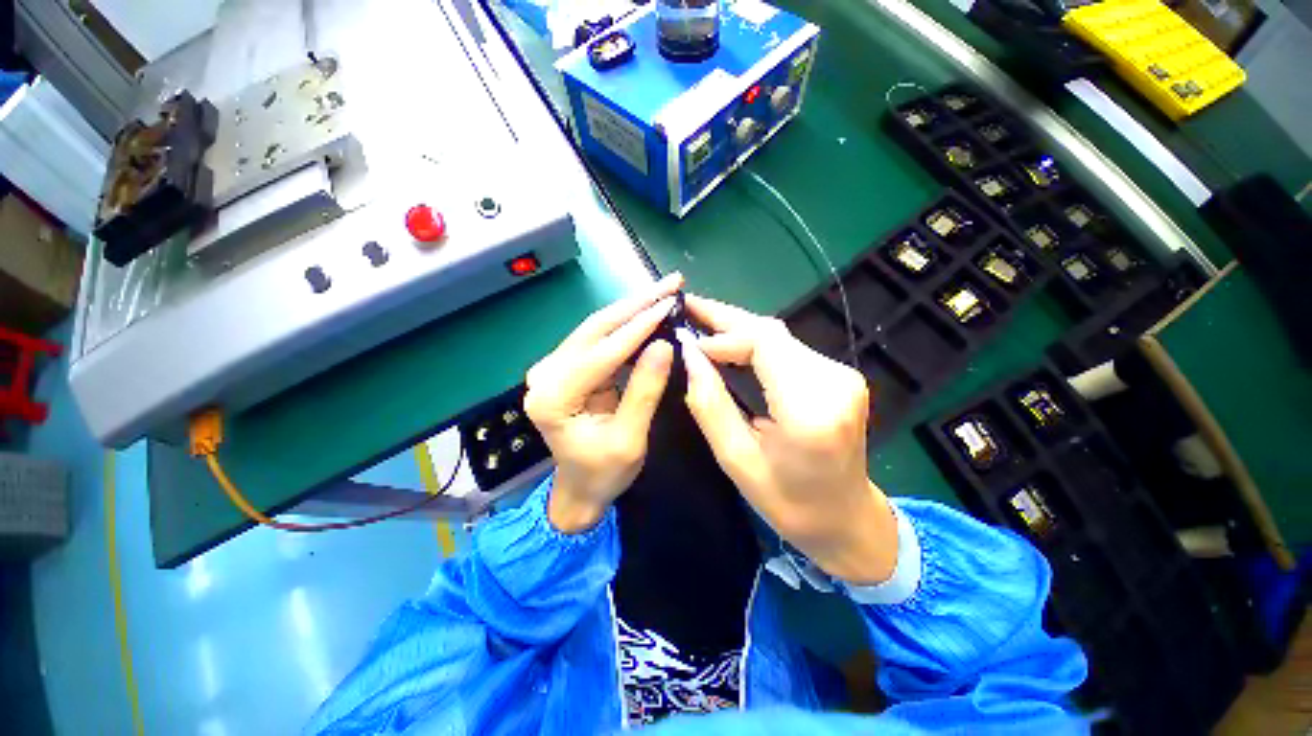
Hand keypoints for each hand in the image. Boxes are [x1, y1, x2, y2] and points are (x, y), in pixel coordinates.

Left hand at [524, 274, 682, 533]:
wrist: (581, 489)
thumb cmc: (603, 473)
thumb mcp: (629, 439)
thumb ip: (645, 390)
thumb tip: (665, 344)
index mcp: (553, 397)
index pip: (601, 352)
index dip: (638, 327)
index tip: (669, 303)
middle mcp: (546, 374)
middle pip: (596, 328)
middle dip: (636, 304)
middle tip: (671, 283)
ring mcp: (555, 367)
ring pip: (598, 327)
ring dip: (633, 309)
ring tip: (664, 292)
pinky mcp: (568, 367)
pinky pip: (601, 338)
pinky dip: (627, 324)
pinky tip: (648, 312)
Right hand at [679, 295, 898, 584]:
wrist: (847, 519)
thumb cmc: (789, 502)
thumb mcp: (736, 461)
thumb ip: (709, 404)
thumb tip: (688, 355)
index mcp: (810, 409)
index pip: (764, 343)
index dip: (723, 334)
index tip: (688, 341)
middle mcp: (833, 382)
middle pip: (772, 332)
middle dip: (726, 320)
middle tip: (689, 309)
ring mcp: (842, 375)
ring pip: (779, 336)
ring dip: (738, 329)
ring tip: (701, 323)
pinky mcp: (840, 375)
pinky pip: (788, 348)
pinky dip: (755, 342)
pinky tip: (730, 343)